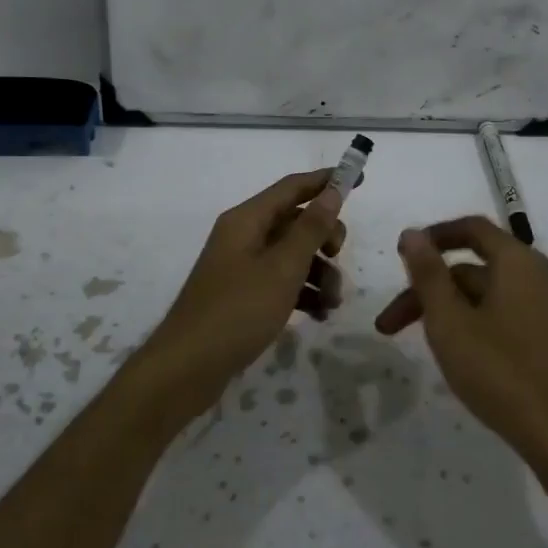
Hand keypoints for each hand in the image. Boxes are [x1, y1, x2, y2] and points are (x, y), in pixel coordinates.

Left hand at [136, 170, 345, 428]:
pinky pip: (282, 282)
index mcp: (247, 220)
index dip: (326, 181)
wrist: (188, 368)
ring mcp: (242, 267)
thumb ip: (310, 229)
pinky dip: (303, 293)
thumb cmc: (237, 311)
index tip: (359, 179)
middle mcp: (244, 236)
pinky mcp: (244, 295)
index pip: (292, 187)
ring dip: (319, 273)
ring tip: (332, 303)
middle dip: (325, 239)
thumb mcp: (282, 269)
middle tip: (338, 258)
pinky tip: (319, 315)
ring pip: (293, 255)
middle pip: (296, 222)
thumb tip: (332, 192)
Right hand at [374, 216, 547, 485]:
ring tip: (424, 345)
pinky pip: (511, 316)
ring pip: (492, 297)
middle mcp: (542, 277)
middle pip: (476, 270)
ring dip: (452, 311)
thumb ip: (428, 274)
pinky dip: (479, 324)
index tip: (402, 254)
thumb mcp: (451, 322)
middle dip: (430, 290)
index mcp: (519, 263)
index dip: (434, 236)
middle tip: (390, 326)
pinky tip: (464, 357)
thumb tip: (412, 233)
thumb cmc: (501, 373)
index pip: (472, 229)